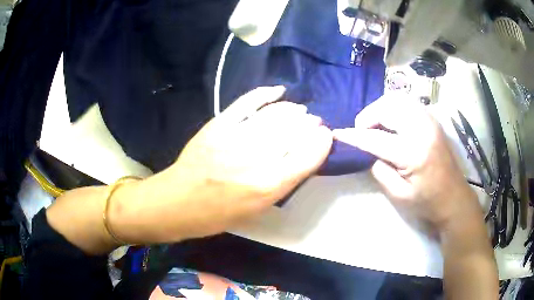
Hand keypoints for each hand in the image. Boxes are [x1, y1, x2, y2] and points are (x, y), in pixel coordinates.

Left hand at [124, 86, 332, 240]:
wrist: (178, 202)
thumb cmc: (218, 215)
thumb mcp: (257, 210)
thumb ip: (282, 183)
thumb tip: (303, 156)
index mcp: (267, 188)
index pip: (307, 157)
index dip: (321, 143)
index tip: (326, 136)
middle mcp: (255, 160)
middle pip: (293, 132)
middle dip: (310, 124)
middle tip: (315, 123)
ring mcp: (235, 138)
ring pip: (275, 115)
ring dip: (293, 110)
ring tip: (300, 111)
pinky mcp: (218, 125)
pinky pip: (247, 102)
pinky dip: (265, 94)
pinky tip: (278, 91)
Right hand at [334, 94, 479, 230]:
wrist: (454, 198)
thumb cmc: (427, 202)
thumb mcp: (399, 195)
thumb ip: (380, 170)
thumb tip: (370, 151)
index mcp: (413, 152)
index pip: (375, 138)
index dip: (354, 136)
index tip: (338, 134)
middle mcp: (422, 129)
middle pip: (387, 108)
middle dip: (368, 116)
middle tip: (361, 131)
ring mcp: (429, 120)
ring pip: (397, 100)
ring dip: (380, 109)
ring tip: (374, 125)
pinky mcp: (432, 119)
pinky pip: (407, 103)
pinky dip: (393, 107)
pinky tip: (390, 122)